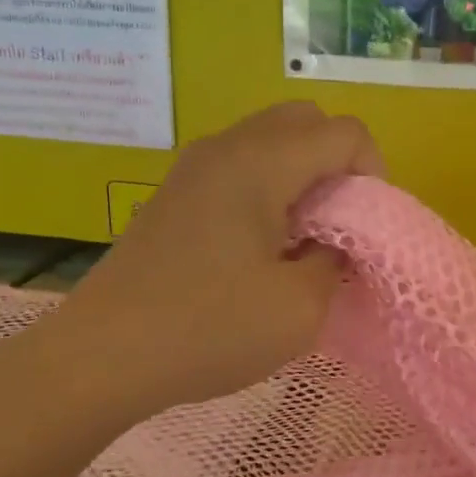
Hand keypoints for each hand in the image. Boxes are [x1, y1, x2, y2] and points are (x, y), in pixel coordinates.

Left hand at [51, 102, 384, 416]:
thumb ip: (337, 260)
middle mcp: (227, 147)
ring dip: (302, 173)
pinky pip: (240, 163)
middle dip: (338, 163)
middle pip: (306, 120)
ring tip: (301, 236)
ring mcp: (195, 166)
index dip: (374, 173)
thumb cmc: (208, 329)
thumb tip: (337, 241)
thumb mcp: (300, 308)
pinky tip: (260, 244)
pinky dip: (269, 184)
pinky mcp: (176, 192)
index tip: (364, 228)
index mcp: (261, 163)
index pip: (345, 131)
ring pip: (271, 138)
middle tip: (338, 222)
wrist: (102, 356)